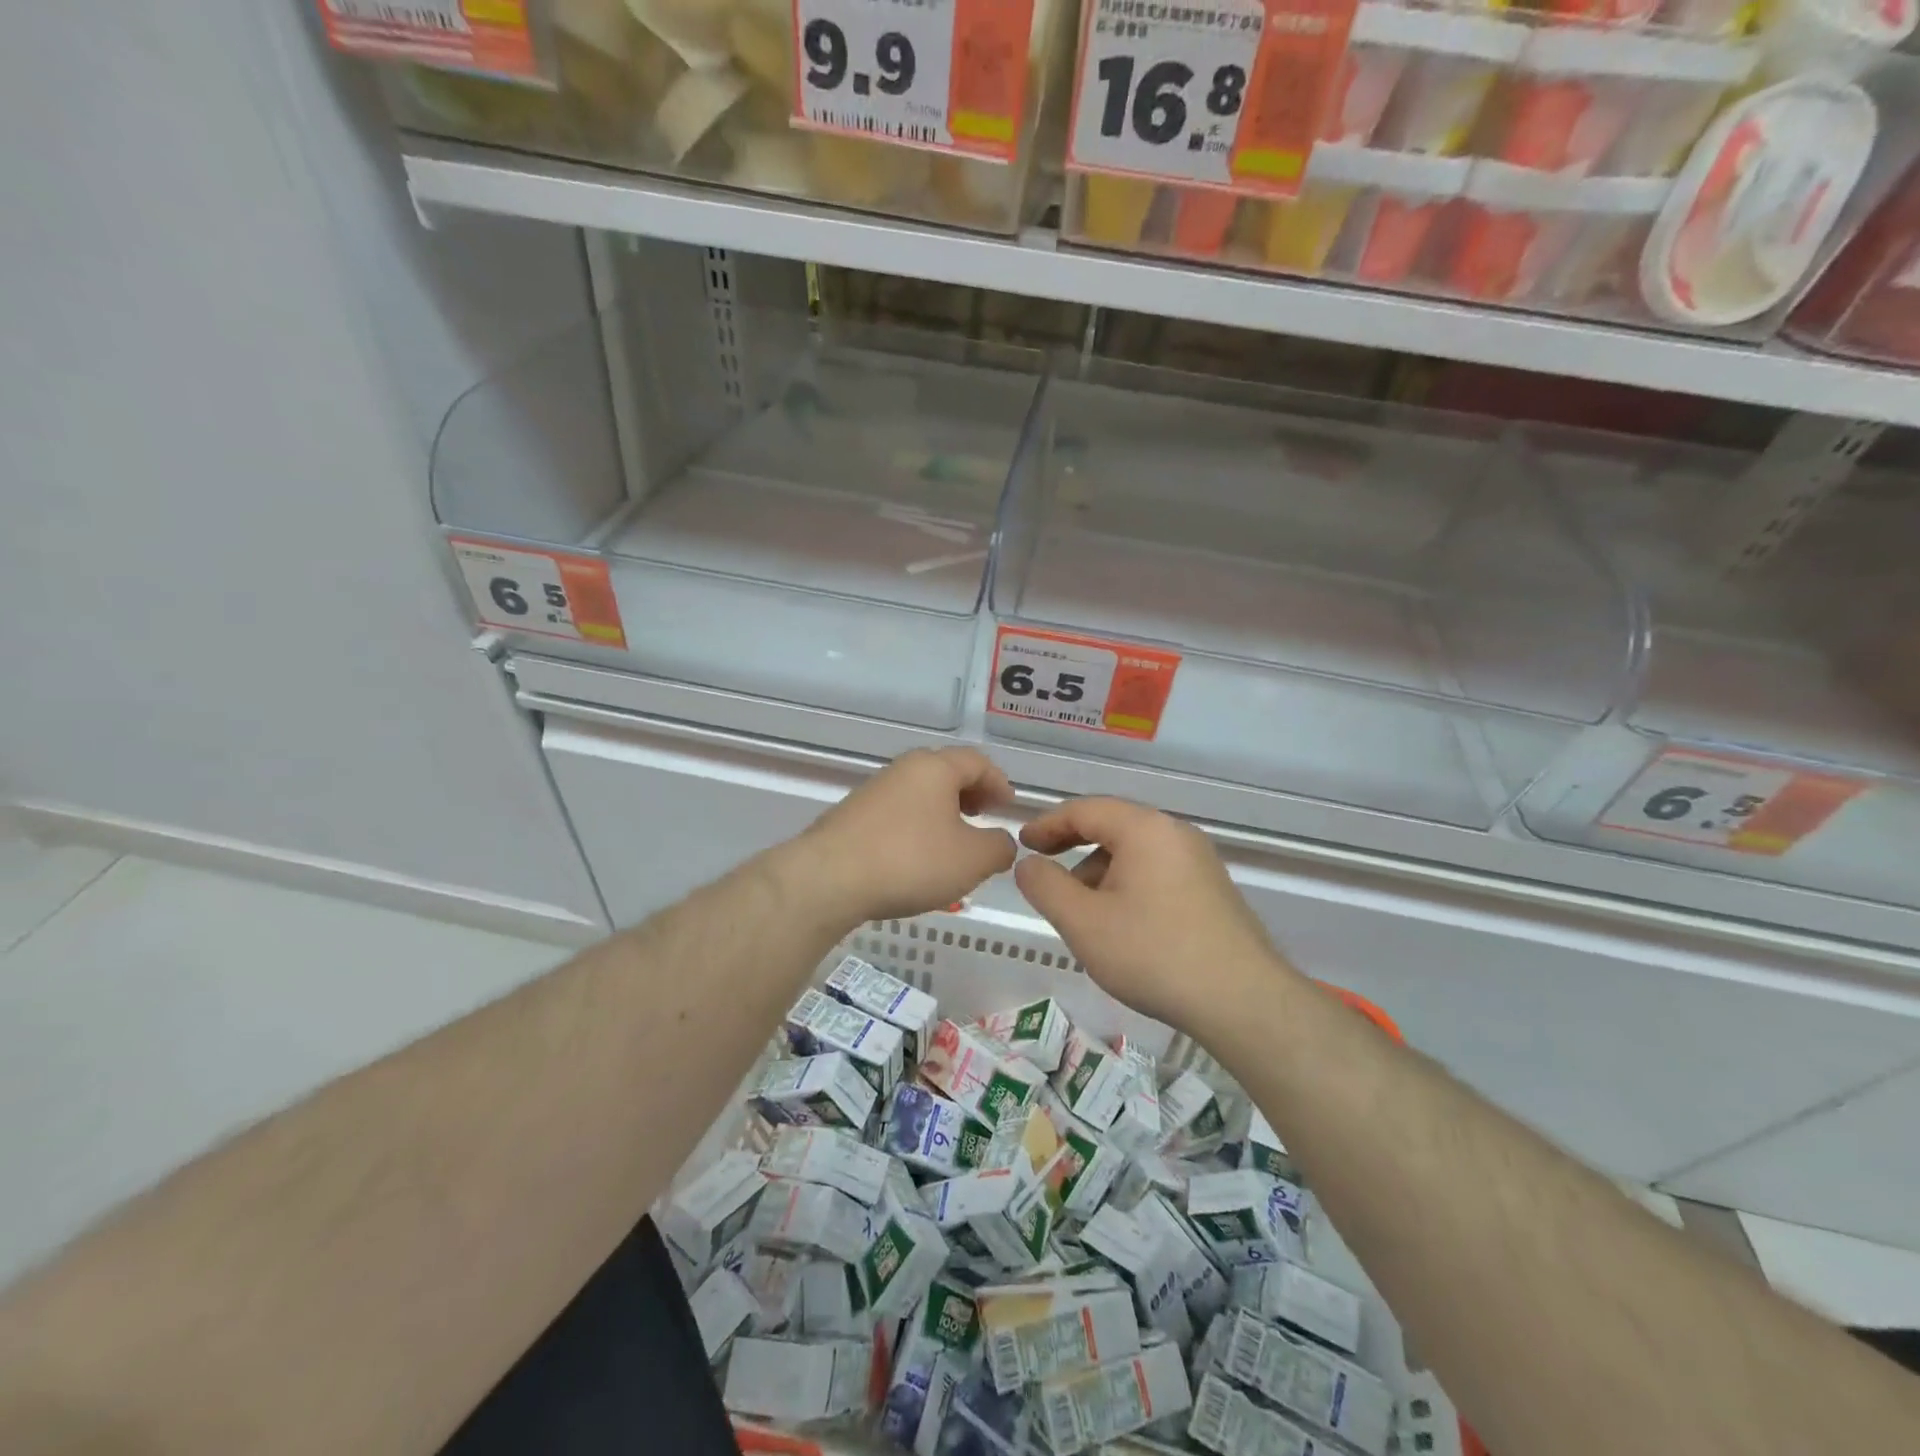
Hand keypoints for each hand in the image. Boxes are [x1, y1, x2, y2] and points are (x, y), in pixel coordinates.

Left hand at [799, 748, 1017, 923]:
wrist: (829, 878)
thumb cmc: (911, 861)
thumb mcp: (972, 860)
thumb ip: (999, 847)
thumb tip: (1001, 842)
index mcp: (935, 767)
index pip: (977, 761)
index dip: (998, 782)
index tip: (1008, 806)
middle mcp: (903, 769)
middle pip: (946, 772)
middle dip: (970, 793)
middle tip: (983, 817)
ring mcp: (873, 791)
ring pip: (919, 793)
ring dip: (942, 811)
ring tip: (953, 842)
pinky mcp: (852, 815)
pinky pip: (897, 812)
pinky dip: (917, 826)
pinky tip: (917, 857)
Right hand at [1014, 797, 1293, 1034]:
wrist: (1243, 1001)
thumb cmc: (1153, 954)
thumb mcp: (1083, 922)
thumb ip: (1045, 886)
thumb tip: (1028, 864)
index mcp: (1145, 829)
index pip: (1085, 810)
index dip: (1048, 824)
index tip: (1022, 843)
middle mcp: (1175, 834)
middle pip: (1113, 827)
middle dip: (1073, 848)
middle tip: (1044, 873)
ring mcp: (1199, 862)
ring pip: (1135, 853)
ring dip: (1100, 872)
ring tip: (1082, 914)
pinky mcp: (1212, 890)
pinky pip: (1157, 873)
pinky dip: (1127, 886)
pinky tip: (1121, 926)